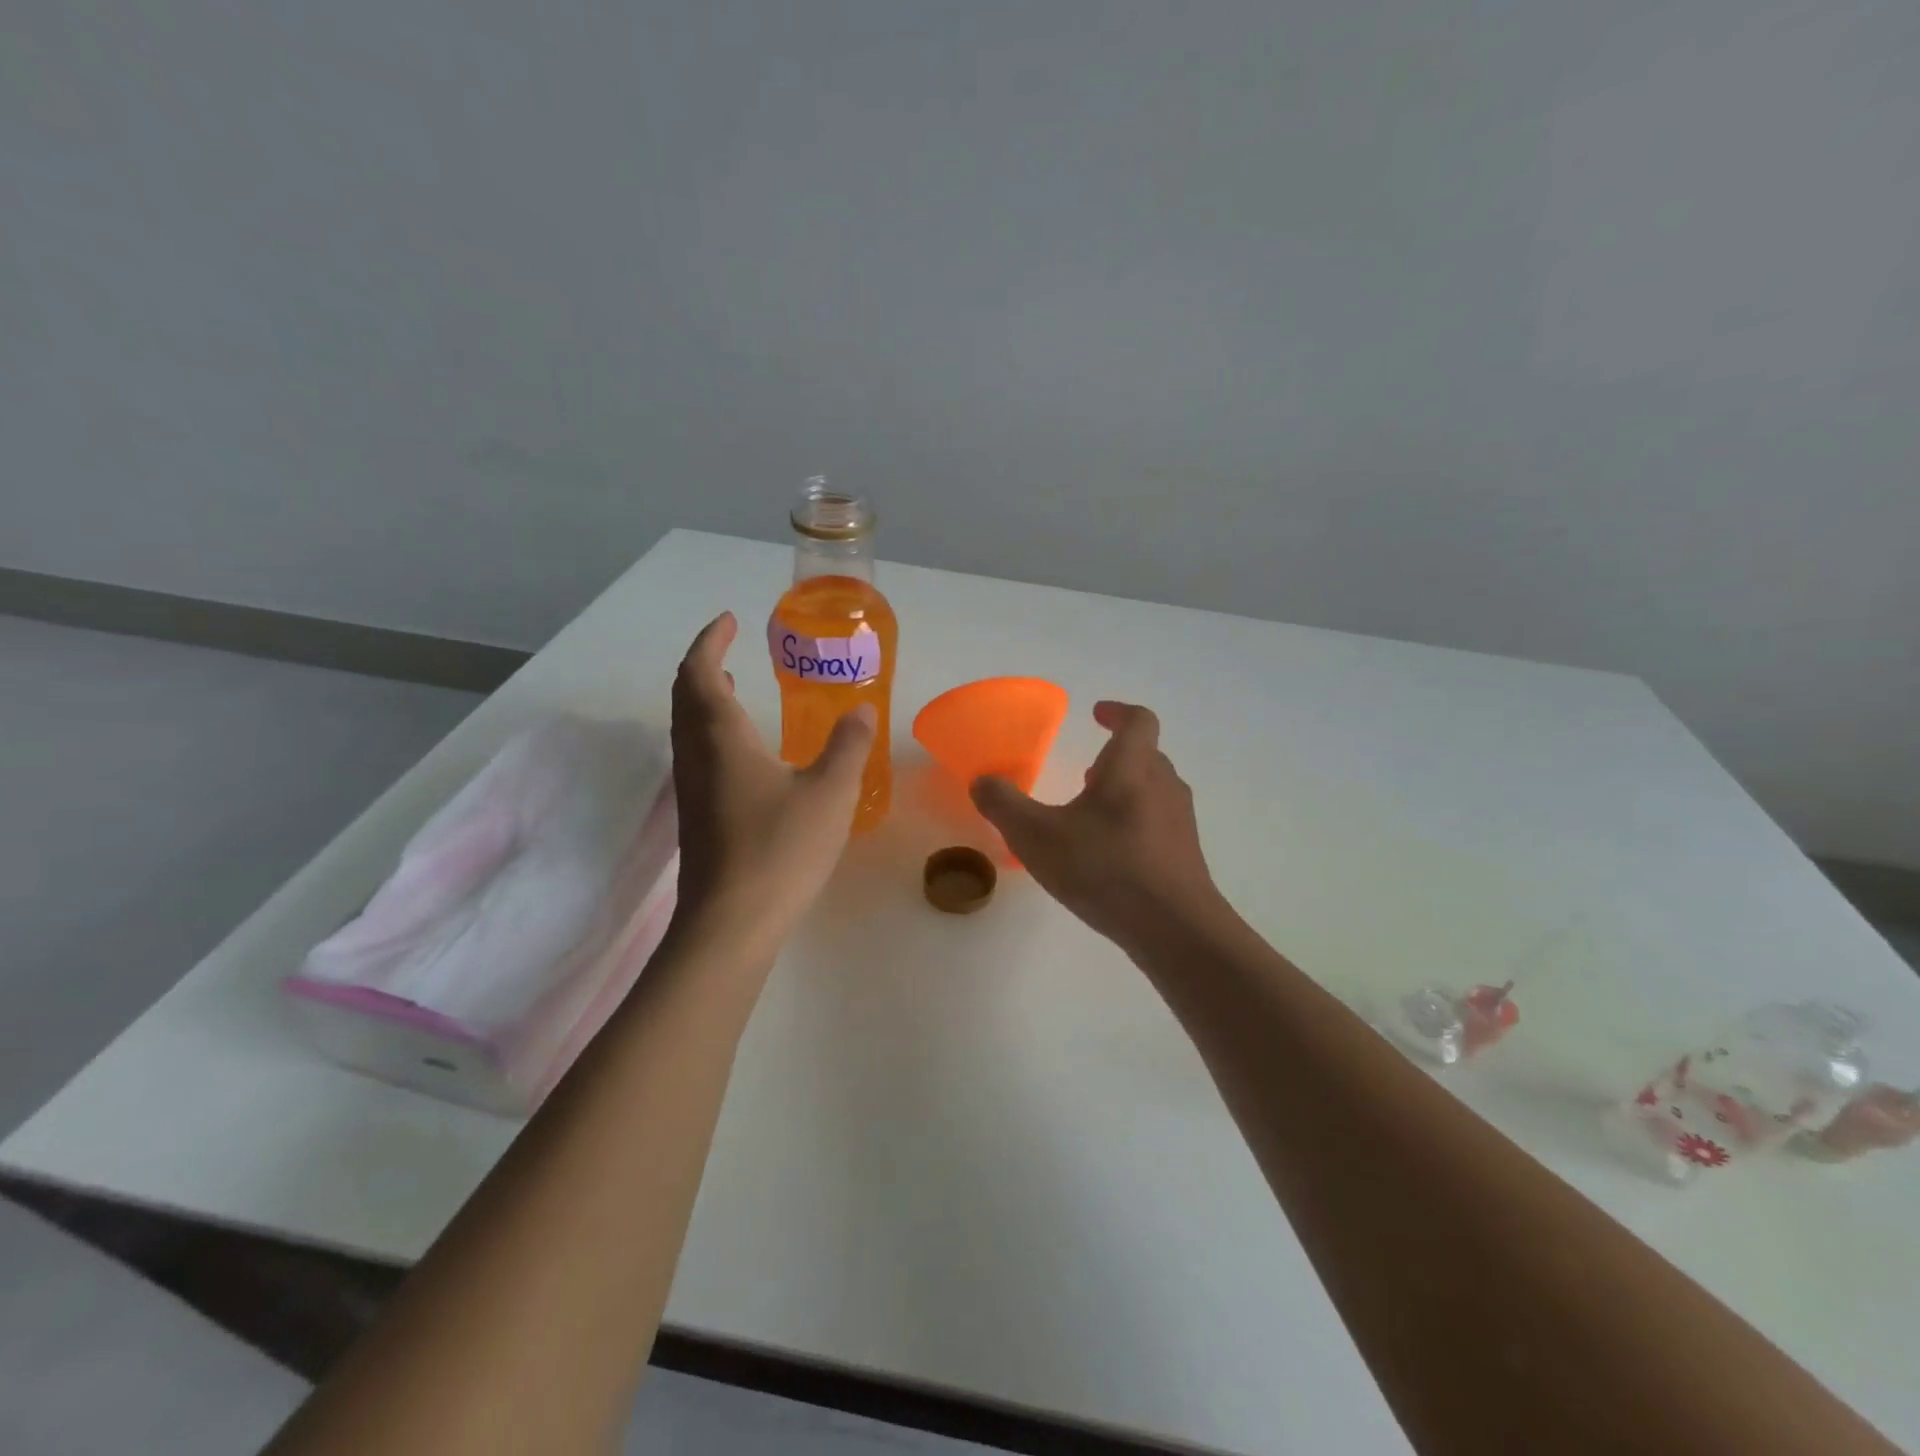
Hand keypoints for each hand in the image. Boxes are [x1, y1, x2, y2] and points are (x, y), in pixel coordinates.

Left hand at [670, 612, 874, 943]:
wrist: (730, 923)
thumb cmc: (780, 849)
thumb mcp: (830, 793)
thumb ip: (849, 746)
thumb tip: (861, 710)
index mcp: (721, 737)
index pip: (700, 671)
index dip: (711, 640)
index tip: (729, 620)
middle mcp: (696, 755)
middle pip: (685, 695)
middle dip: (704, 664)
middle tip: (730, 649)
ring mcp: (691, 789)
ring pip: (686, 726)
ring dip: (703, 697)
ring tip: (732, 686)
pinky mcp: (696, 817)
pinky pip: (695, 754)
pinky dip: (710, 730)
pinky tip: (743, 751)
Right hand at [970, 701, 1224, 952]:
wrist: (1174, 929)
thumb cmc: (1104, 868)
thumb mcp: (1036, 836)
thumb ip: (1004, 805)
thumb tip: (982, 781)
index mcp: (1132, 768)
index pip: (1138, 721)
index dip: (1117, 712)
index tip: (1096, 714)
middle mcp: (1164, 786)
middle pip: (1147, 756)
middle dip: (1117, 756)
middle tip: (1089, 770)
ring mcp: (1180, 822)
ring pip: (1154, 791)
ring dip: (1126, 791)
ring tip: (1093, 814)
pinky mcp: (1185, 856)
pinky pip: (1159, 824)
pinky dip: (1134, 824)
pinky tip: (1109, 856)